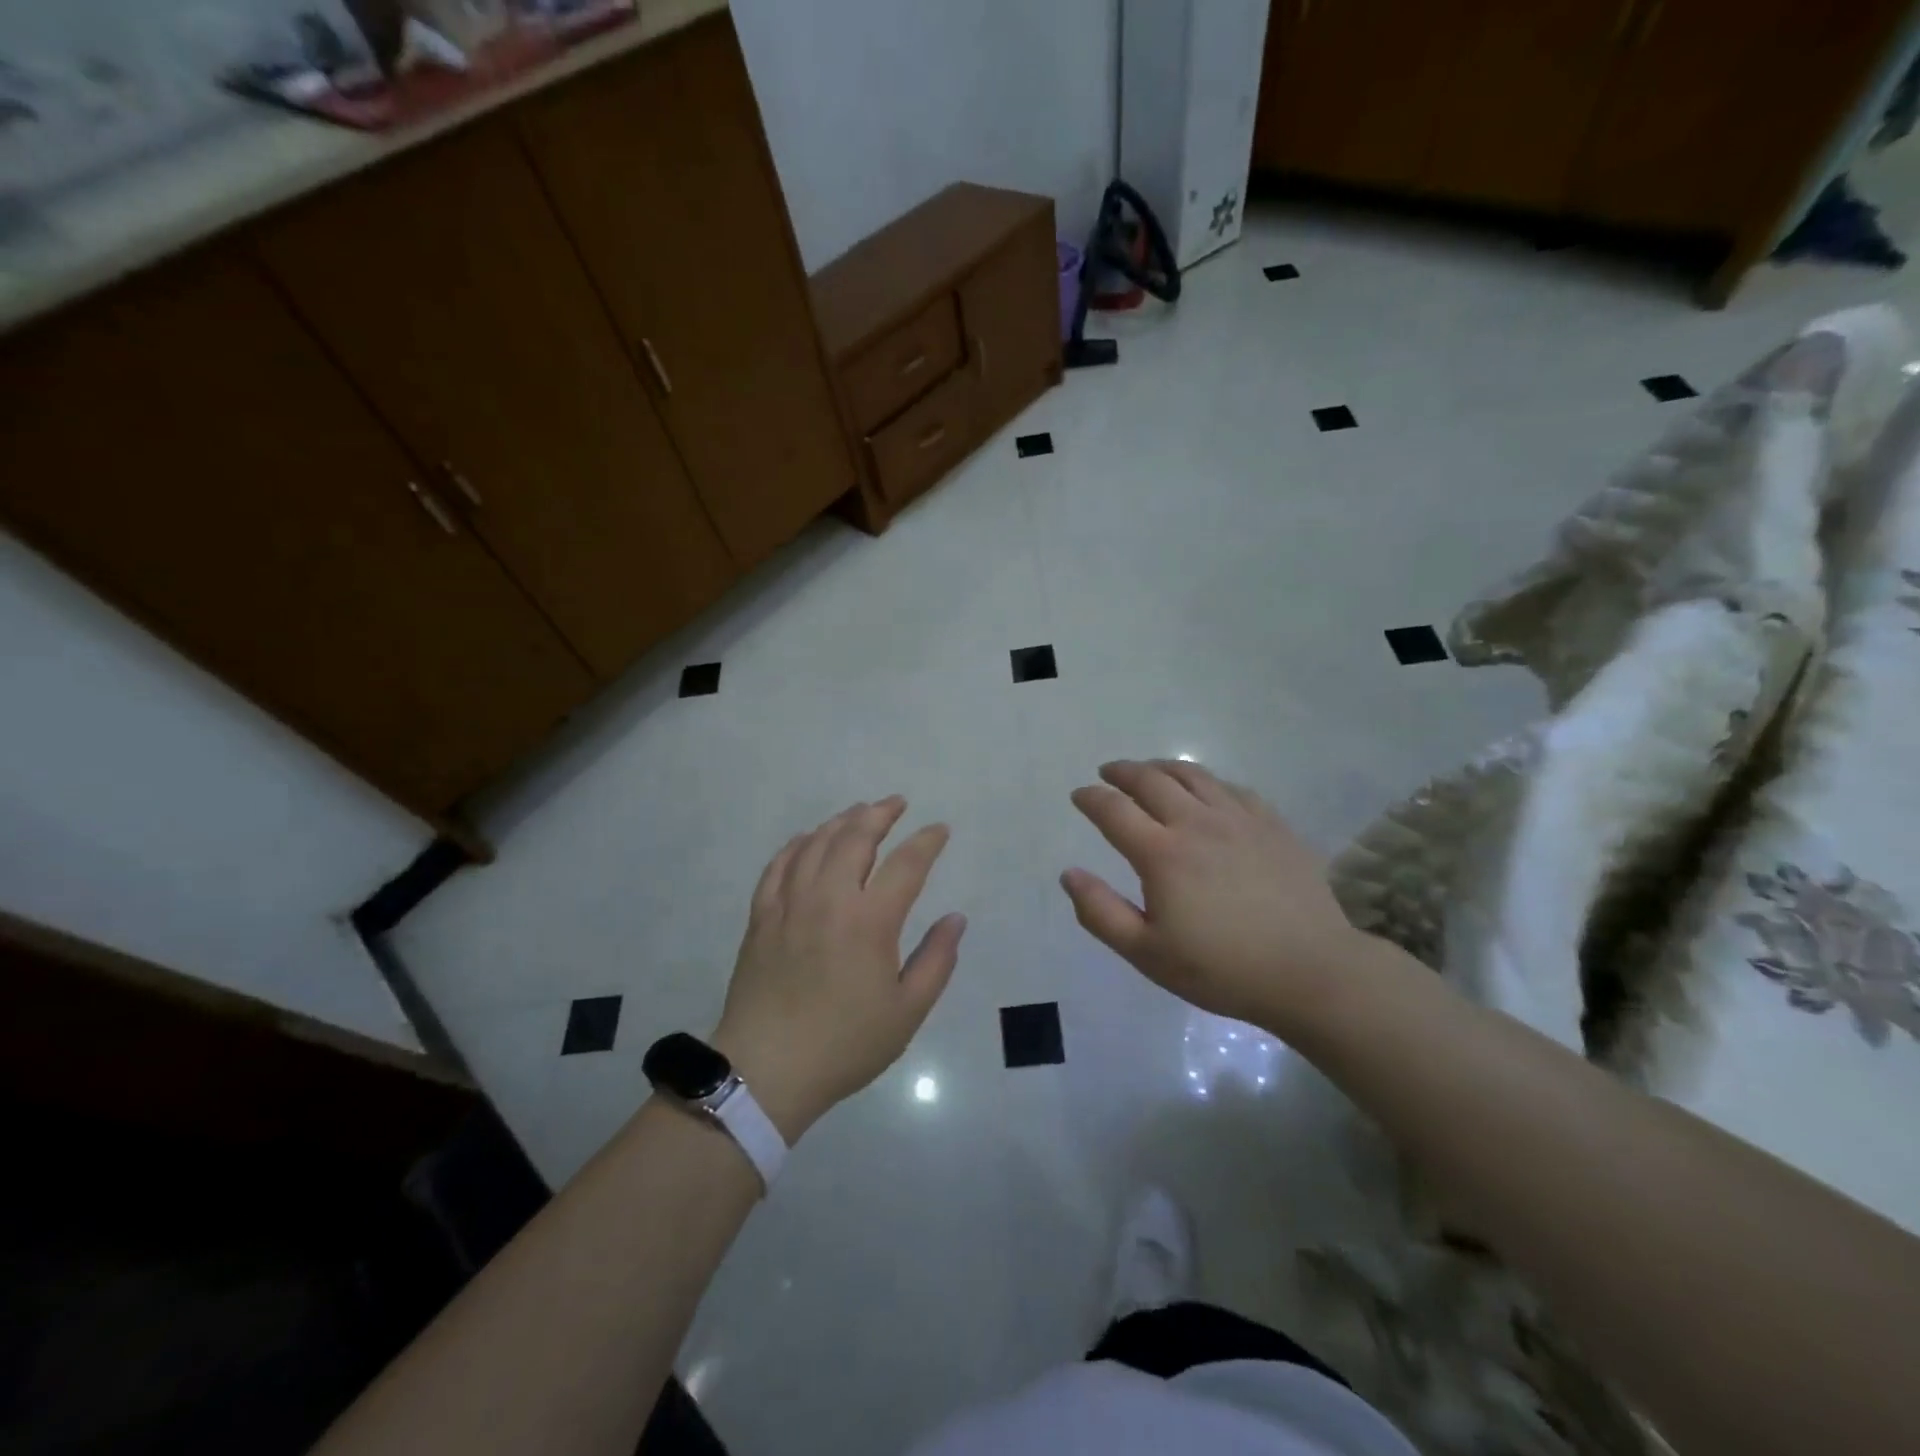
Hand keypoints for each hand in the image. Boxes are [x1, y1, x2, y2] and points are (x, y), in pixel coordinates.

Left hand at [713, 797, 964, 1141]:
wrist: (767, 1070)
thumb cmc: (845, 1044)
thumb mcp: (907, 1011)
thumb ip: (937, 960)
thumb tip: (955, 919)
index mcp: (870, 921)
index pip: (906, 863)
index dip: (927, 841)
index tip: (940, 830)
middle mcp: (829, 898)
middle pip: (856, 837)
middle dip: (880, 814)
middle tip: (897, 803)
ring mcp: (790, 903)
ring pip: (816, 843)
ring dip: (841, 821)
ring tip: (859, 812)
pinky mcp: (761, 916)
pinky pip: (779, 865)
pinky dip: (797, 844)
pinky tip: (808, 838)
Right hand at [1061, 760, 1363, 1034]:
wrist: (1311, 972)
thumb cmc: (1222, 969)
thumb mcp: (1147, 953)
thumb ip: (1101, 913)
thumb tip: (1069, 873)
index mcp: (1162, 854)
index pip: (1114, 810)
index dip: (1091, 798)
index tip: (1079, 795)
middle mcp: (1196, 823)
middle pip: (1151, 780)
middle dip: (1122, 772)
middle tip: (1108, 773)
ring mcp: (1239, 819)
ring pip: (1192, 775)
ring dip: (1161, 767)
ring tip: (1149, 771)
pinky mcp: (1271, 824)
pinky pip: (1231, 788)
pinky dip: (1206, 782)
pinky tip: (1205, 792)